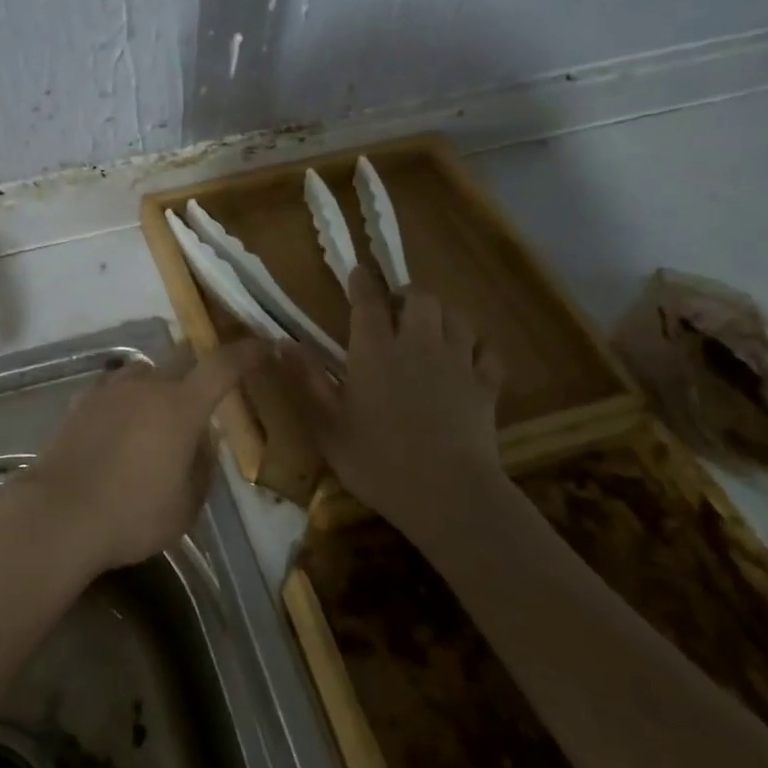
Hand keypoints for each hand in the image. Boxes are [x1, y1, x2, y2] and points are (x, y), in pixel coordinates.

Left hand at [20, 340, 270, 573]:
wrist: (59, 514)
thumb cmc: (132, 516)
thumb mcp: (186, 506)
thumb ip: (202, 465)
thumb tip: (204, 439)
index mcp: (181, 407)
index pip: (222, 366)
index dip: (247, 353)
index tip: (265, 346)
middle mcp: (147, 385)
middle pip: (182, 359)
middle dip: (199, 368)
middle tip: (206, 390)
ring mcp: (110, 389)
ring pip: (145, 373)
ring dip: (158, 386)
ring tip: (156, 418)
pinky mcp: (82, 401)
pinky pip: (114, 390)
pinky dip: (125, 402)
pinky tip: (119, 428)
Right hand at [308, 267, 508, 545]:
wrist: (449, 495)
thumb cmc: (378, 460)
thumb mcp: (327, 425)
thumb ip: (306, 379)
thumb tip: (280, 342)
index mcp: (374, 350)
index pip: (369, 300)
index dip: (362, 282)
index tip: (357, 272)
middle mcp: (417, 344)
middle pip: (420, 298)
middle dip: (407, 295)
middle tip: (394, 310)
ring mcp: (457, 363)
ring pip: (457, 317)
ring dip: (442, 316)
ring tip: (429, 330)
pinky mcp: (486, 386)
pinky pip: (487, 352)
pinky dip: (476, 348)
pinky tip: (466, 361)